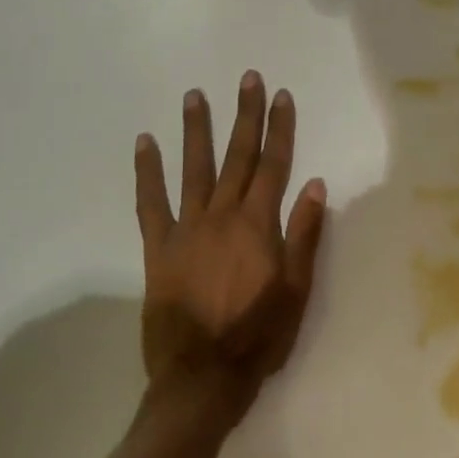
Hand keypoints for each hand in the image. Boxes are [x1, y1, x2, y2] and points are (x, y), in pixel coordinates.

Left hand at [134, 72, 326, 424]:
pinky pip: (150, 203)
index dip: (280, 129)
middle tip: (247, 78)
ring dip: (196, 130)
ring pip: (193, 169)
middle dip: (245, 116)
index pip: (273, 166)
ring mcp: (186, 230)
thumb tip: (313, 184)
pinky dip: (147, 172)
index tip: (282, 96)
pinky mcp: (158, 249)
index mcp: (258, 226)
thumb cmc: (259, 337)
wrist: (202, 378)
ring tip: (195, 95)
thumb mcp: (297, 291)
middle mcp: (222, 217)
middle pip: (237, 157)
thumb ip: (303, 235)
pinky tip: (145, 143)